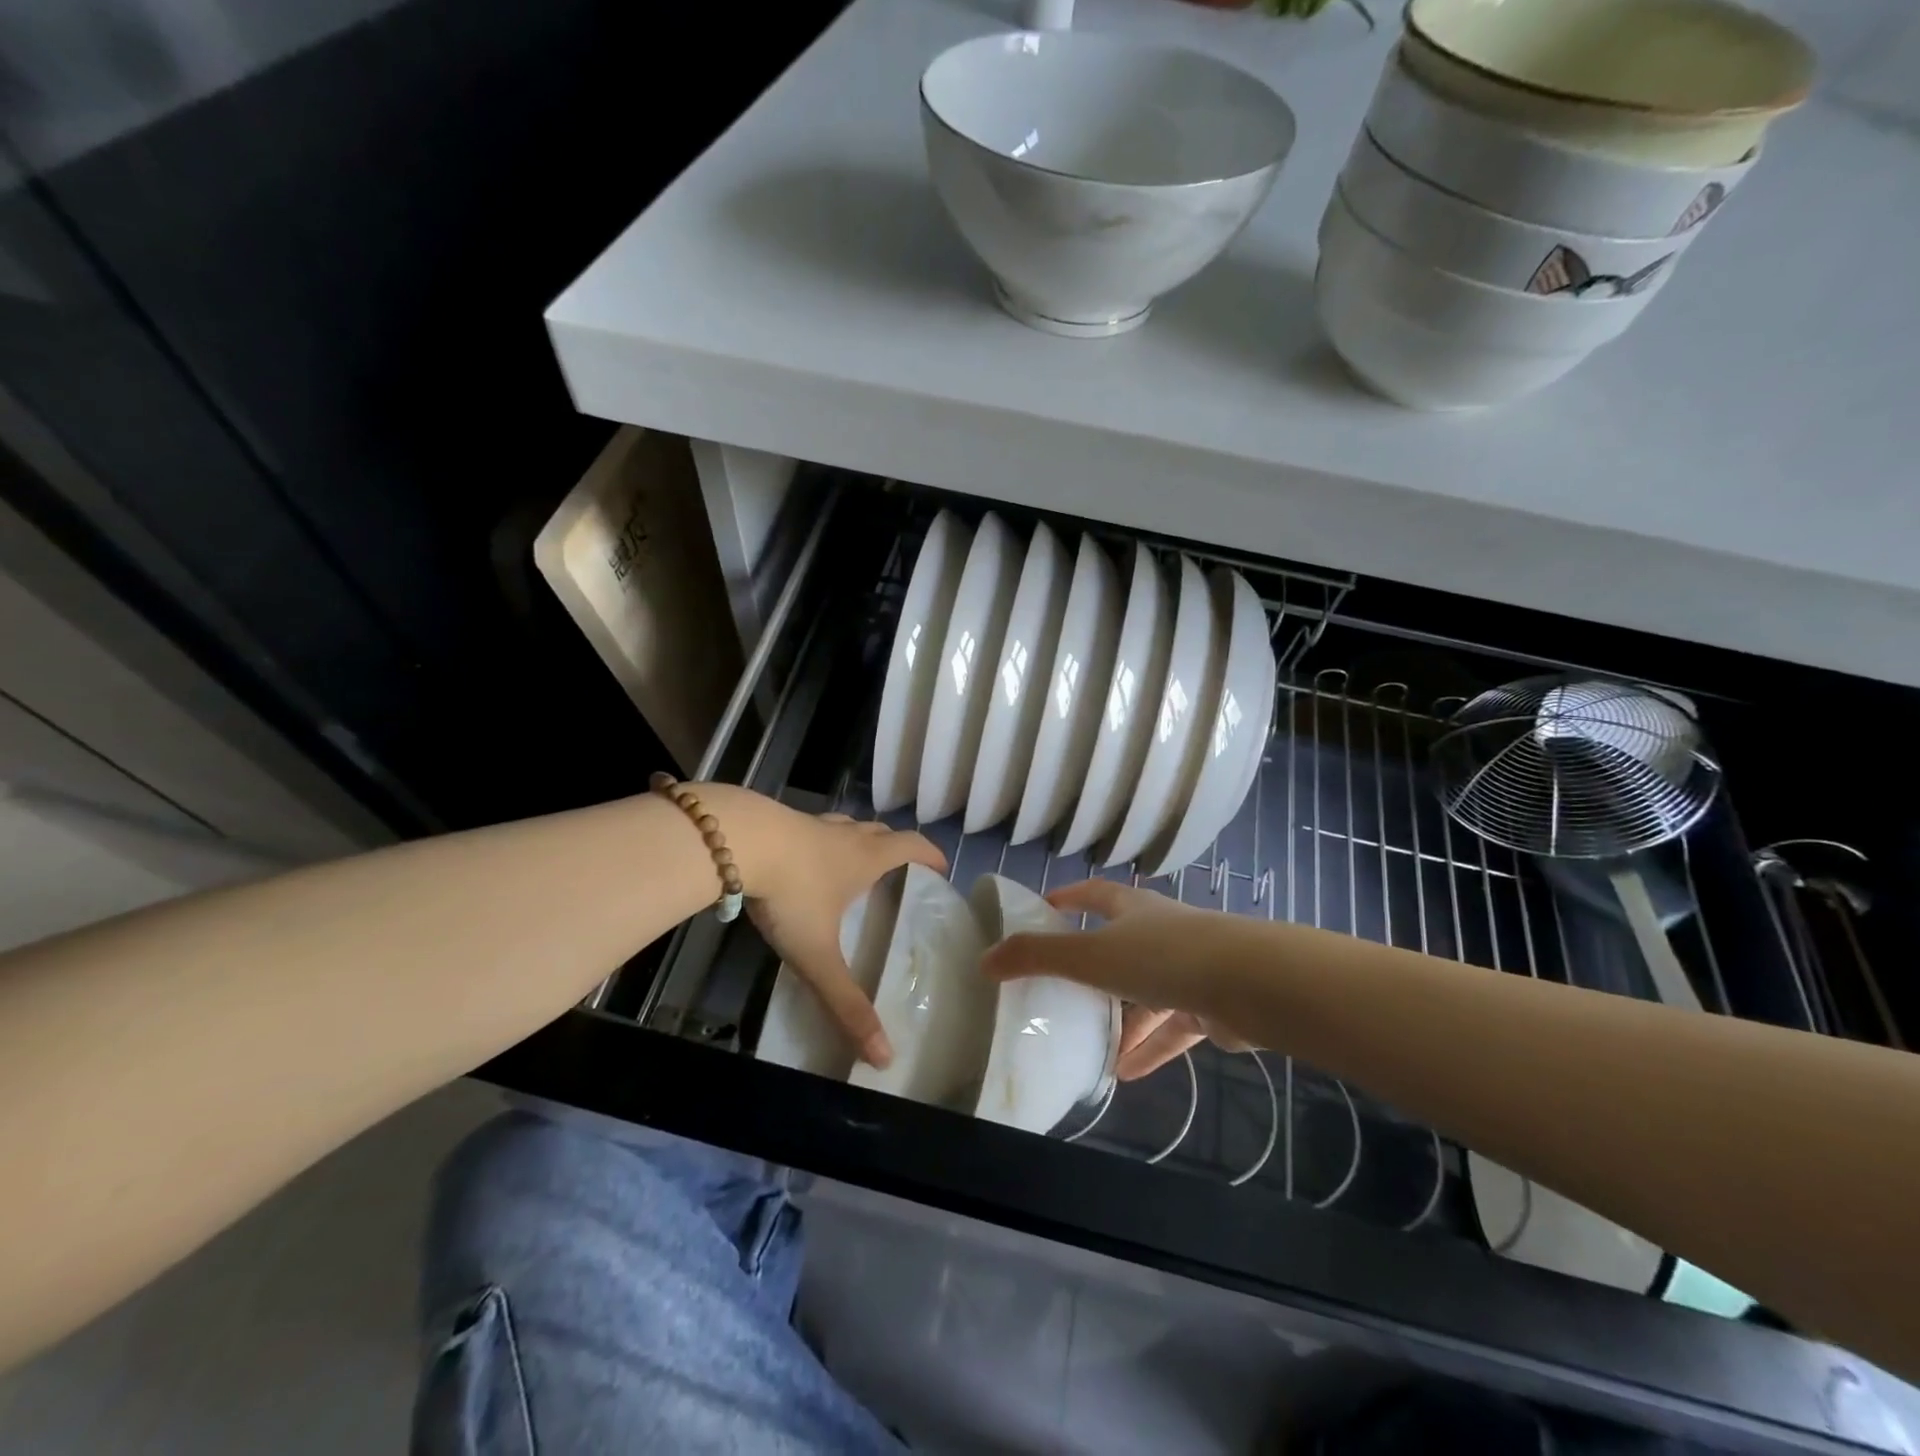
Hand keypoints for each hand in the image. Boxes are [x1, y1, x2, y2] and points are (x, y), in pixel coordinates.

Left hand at [701, 786, 944, 1068]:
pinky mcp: (781, 820)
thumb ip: (846, 1003)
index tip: (941, 868)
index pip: (913, 846)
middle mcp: (847, 835)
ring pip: (849, 826)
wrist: (737, 842)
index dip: (931, 854)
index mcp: (867, 858)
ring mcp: (813, 824)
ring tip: (855, 863)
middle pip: (883, 832)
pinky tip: (805, 858)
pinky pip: (814, 828)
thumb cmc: (791, 893)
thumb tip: (884, 1056)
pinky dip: (822, 840)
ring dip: (860, 839)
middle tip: (899, 871)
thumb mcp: (819, 955)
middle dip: (896, 848)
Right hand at [979, 879, 1254, 1079]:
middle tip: (1062, 990)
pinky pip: (1172, 1029)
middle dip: (1094, 968)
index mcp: (1133, 910)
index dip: (1069, 898)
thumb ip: (1037, 957)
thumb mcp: (1090, 955)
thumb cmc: (1164, 957)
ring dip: (1122, 1019)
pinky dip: (1150, 1048)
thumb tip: (984, 959)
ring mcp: (1190, 969)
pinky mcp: (1210, 1007)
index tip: (1045, 908)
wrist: (1251, 984)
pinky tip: (1127, 1075)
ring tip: (1091, 1047)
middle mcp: (1162, 933)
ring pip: (1147, 994)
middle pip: (1122, 946)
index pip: (1095, 894)